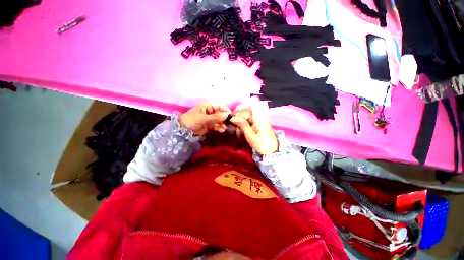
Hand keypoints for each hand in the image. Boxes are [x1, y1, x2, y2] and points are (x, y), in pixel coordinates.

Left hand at [180, 103, 230, 135]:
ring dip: (223, 124)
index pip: (219, 106)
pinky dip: (220, 128)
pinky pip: (217, 126)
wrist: (183, 131)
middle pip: (220, 113)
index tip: (230, 114)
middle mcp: (210, 112)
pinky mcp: (210, 126)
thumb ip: (215, 117)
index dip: (225, 109)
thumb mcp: (203, 118)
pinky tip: (222, 130)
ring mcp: (210, 119)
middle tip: (229, 123)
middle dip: (225, 118)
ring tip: (225, 128)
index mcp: (207, 106)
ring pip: (219, 121)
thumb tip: (227, 115)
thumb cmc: (192, 120)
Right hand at [230, 102, 277, 154]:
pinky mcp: (258, 123)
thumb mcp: (251, 136)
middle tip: (234, 127)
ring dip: (240, 123)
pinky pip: (248, 121)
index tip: (234, 114)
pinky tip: (241, 133)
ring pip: (246, 116)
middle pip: (246, 111)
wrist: (272, 151)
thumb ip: (243, 125)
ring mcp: (259, 120)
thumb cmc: (262, 145)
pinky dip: (243, 125)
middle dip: (238, 118)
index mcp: (259, 118)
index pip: (251, 104)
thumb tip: (232, 118)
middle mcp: (259, 116)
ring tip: (238, 133)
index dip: (242, 106)